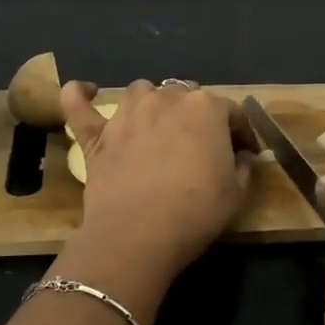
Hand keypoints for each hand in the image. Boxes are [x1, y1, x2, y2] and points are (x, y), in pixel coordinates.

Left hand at [63, 79, 250, 281]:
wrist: (139, 234)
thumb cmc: (196, 211)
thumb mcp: (237, 193)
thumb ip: (242, 166)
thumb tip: (242, 156)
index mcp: (206, 107)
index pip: (231, 112)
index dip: (241, 132)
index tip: (245, 152)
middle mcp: (166, 98)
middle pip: (185, 96)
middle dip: (196, 116)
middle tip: (200, 145)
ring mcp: (127, 113)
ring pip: (142, 92)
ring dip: (152, 104)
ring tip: (158, 127)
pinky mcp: (96, 134)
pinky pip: (79, 105)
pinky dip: (79, 96)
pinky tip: (84, 90)